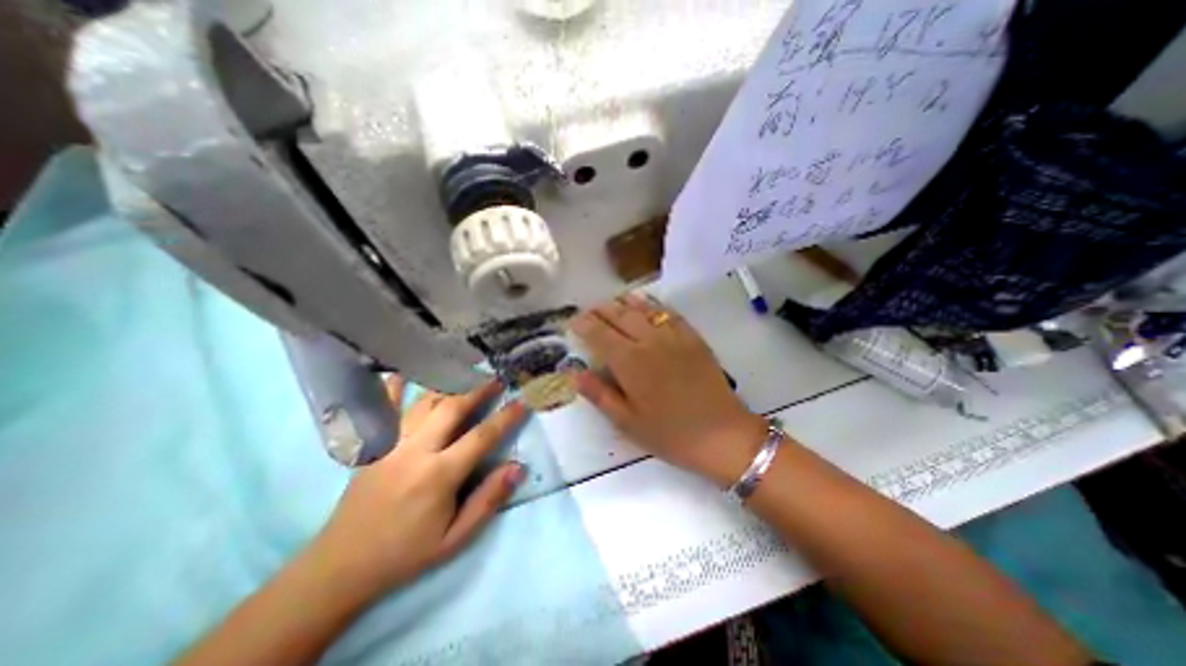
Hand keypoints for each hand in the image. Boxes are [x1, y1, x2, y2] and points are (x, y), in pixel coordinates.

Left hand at [303, 376, 527, 600]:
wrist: (341, 566)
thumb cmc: (406, 553)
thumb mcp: (455, 539)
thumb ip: (488, 501)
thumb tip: (518, 468)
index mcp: (438, 475)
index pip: (481, 437)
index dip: (505, 417)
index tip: (522, 402)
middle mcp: (415, 451)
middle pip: (452, 408)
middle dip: (478, 390)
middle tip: (496, 379)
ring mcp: (390, 444)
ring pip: (424, 403)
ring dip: (448, 386)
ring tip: (465, 375)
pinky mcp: (372, 445)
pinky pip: (382, 410)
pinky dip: (392, 389)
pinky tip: (401, 372)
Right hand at [568, 294, 768, 485]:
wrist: (722, 434)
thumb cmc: (670, 434)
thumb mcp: (628, 422)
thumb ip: (599, 394)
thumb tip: (575, 373)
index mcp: (629, 362)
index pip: (600, 334)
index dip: (584, 325)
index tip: (574, 322)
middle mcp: (649, 341)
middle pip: (620, 315)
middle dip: (601, 310)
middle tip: (590, 310)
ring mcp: (674, 336)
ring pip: (643, 309)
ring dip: (624, 302)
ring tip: (613, 301)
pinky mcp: (693, 337)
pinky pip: (669, 313)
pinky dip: (653, 305)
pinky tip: (647, 305)